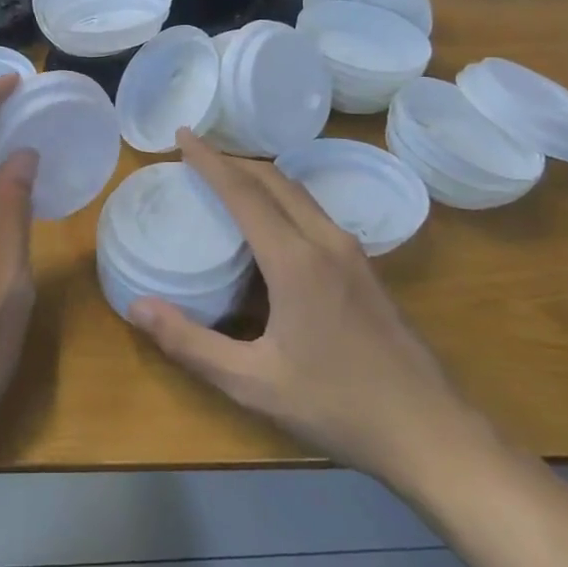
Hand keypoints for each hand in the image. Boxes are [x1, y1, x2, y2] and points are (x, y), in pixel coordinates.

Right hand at [130, 131, 488, 497]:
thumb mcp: (252, 382)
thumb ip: (190, 343)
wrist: (430, 432)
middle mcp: (325, 241)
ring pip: (298, 192)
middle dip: (233, 159)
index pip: (244, 192)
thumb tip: (136, 307)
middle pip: (274, 180)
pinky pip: (314, 211)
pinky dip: (282, 197)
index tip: (182, 134)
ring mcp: (352, 252)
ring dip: (259, 176)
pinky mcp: (365, 267)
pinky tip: (270, 223)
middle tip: (196, 155)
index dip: (210, 160)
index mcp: (295, 260)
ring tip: (227, 179)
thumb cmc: (337, 406)